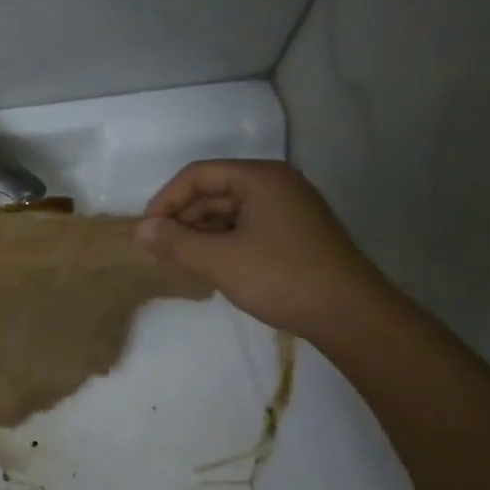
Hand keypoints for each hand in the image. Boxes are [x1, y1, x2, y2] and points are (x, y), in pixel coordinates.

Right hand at [135, 160, 390, 339]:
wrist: (350, 315)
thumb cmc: (281, 278)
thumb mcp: (219, 260)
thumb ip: (175, 242)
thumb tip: (139, 231)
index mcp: (260, 178)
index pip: (197, 175)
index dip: (166, 200)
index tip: (146, 232)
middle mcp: (276, 185)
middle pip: (213, 191)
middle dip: (182, 219)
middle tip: (159, 252)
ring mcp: (288, 210)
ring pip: (228, 212)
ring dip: (199, 234)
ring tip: (179, 263)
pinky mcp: (294, 235)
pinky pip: (245, 228)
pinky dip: (221, 244)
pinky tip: (209, 269)